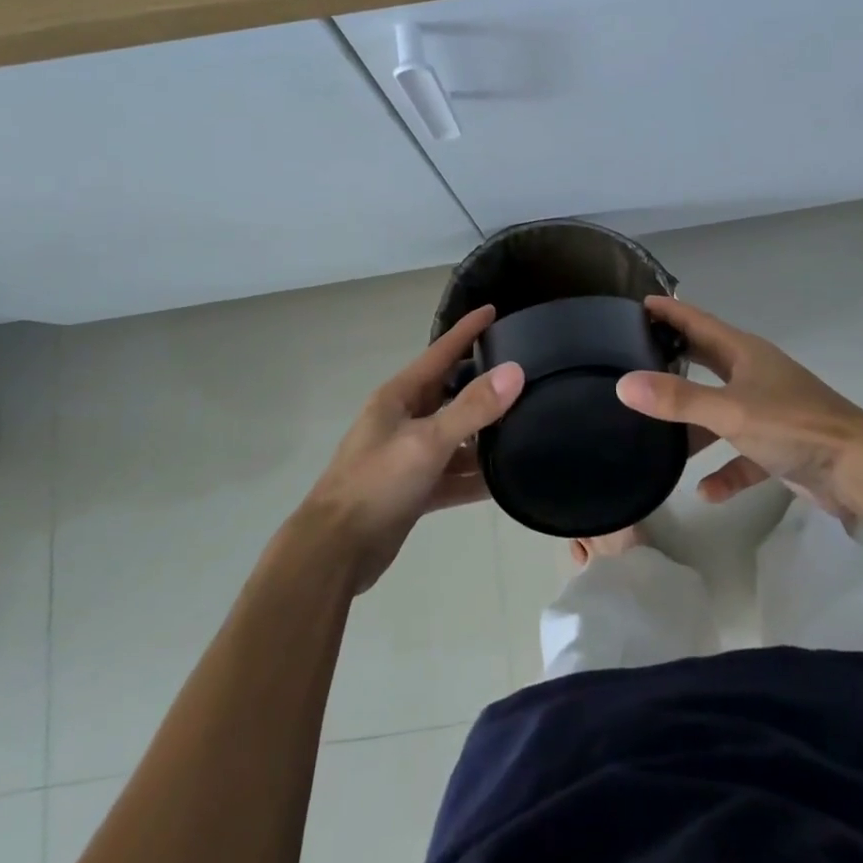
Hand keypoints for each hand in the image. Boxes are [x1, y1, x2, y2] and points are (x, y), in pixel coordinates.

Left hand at [300, 305, 523, 593]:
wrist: (335, 552)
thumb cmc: (376, 484)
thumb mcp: (427, 442)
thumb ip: (472, 408)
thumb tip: (515, 371)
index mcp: (399, 397)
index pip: (440, 352)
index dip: (467, 331)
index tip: (495, 310)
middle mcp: (404, 420)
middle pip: (451, 392)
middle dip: (483, 381)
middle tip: (525, 370)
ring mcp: (409, 456)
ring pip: (455, 436)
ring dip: (484, 434)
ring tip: (527, 422)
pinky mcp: (415, 489)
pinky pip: (453, 474)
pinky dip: (475, 475)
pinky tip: (505, 479)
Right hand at [616, 296, 862, 522]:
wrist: (860, 471)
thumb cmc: (793, 426)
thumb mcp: (730, 411)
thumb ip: (677, 399)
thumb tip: (624, 384)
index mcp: (745, 353)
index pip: (698, 322)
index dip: (669, 311)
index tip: (638, 303)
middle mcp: (755, 375)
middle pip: (706, 362)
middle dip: (674, 362)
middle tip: (635, 359)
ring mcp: (768, 411)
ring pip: (720, 412)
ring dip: (694, 426)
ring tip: (656, 438)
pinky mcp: (779, 447)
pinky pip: (742, 455)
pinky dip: (724, 470)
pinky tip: (706, 492)